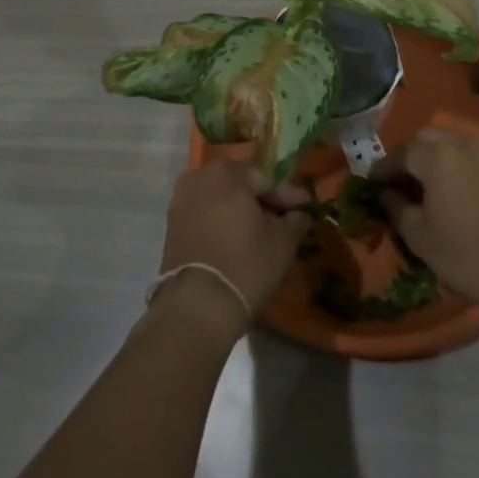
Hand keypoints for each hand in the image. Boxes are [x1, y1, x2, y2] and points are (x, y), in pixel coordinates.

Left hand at [155, 162, 311, 337]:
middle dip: (262, 201)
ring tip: (260, 231)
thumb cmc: (246, 265)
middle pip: (241, 185)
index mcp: (228, 173)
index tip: (306, 209)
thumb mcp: (283, 242)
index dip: (289, 197)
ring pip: (220, 198)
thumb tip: (300, 214)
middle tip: (283, 219)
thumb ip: (295, 220)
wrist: (197, 304)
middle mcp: (200, 177)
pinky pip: (204, 213)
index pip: (267, 181)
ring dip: (240, 210)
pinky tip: (236, 238)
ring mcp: (181, 199)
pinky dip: (221, 221)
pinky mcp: (172, 223)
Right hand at [377, 126, 478, 318]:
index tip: (372, 184)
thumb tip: (386, 194)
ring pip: (451, 143)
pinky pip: (471, 155)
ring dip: (433, 157)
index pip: (400, 153)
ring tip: (424, 185)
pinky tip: (452, 189)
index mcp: (436, 155)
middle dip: (408, 156)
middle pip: (426, 139)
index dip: (383, 169)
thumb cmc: (469, 255)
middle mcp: (462, 142)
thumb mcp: (420, 237)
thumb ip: (397, 208)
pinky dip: (456, 164)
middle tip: (398, 182)